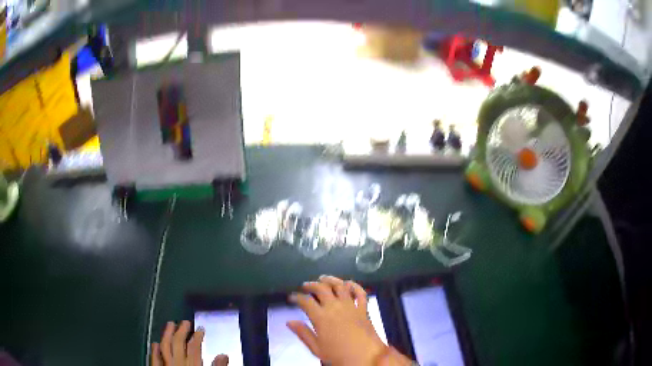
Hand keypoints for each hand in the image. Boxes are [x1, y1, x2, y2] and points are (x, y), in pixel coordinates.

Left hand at [151, 320, 228, 365]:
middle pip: (177, 343)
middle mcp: (178, 364)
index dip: (197, 336)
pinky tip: (155, 343)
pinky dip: (155, 350)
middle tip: (185, 322)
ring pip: (164, 347)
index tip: (201, 328)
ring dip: (167, 334)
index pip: (194, 347)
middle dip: (181, 331)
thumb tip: (223, 355)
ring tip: (170, 324)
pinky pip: (155, 358)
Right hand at [287, 275, 387, 365]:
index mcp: (321, 317)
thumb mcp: (317, 349)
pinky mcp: (364, 309)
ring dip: (330, 280)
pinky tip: (349, 283)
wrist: (366, 357)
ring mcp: (351, 307)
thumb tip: (289, 322)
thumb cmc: (339, 355)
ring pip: (340, 286)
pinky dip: (354, 286)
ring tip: (323, 278)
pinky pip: (360, 293)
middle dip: (311, 285)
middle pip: (321, 289)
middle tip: (305, 285)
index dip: (296, 297)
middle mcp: (335, 307)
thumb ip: (303, 333)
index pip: (305, 301)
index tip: (292, 297)